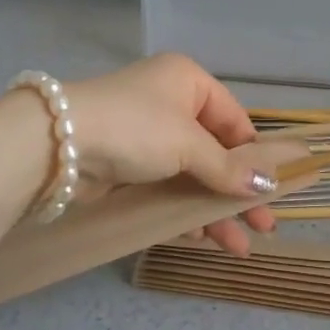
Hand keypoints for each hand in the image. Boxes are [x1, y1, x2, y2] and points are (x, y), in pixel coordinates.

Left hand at [61, 54, 278, 253]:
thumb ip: (228, 168)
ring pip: (191, 177)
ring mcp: (145, 139)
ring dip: (213, 210)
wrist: (55, 144)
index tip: (274, 192)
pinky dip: (183, 212)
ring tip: (238, 247)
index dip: (255, 157)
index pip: (235, 120)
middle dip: (238, 191)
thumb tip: (269, 186)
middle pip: (216, 153)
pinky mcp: (125, 169)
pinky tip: (200, 239)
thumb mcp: (188, 143)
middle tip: (264, 228)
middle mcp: (169, 105)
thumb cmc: (135, 127)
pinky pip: (165, 191)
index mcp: (188, 82)